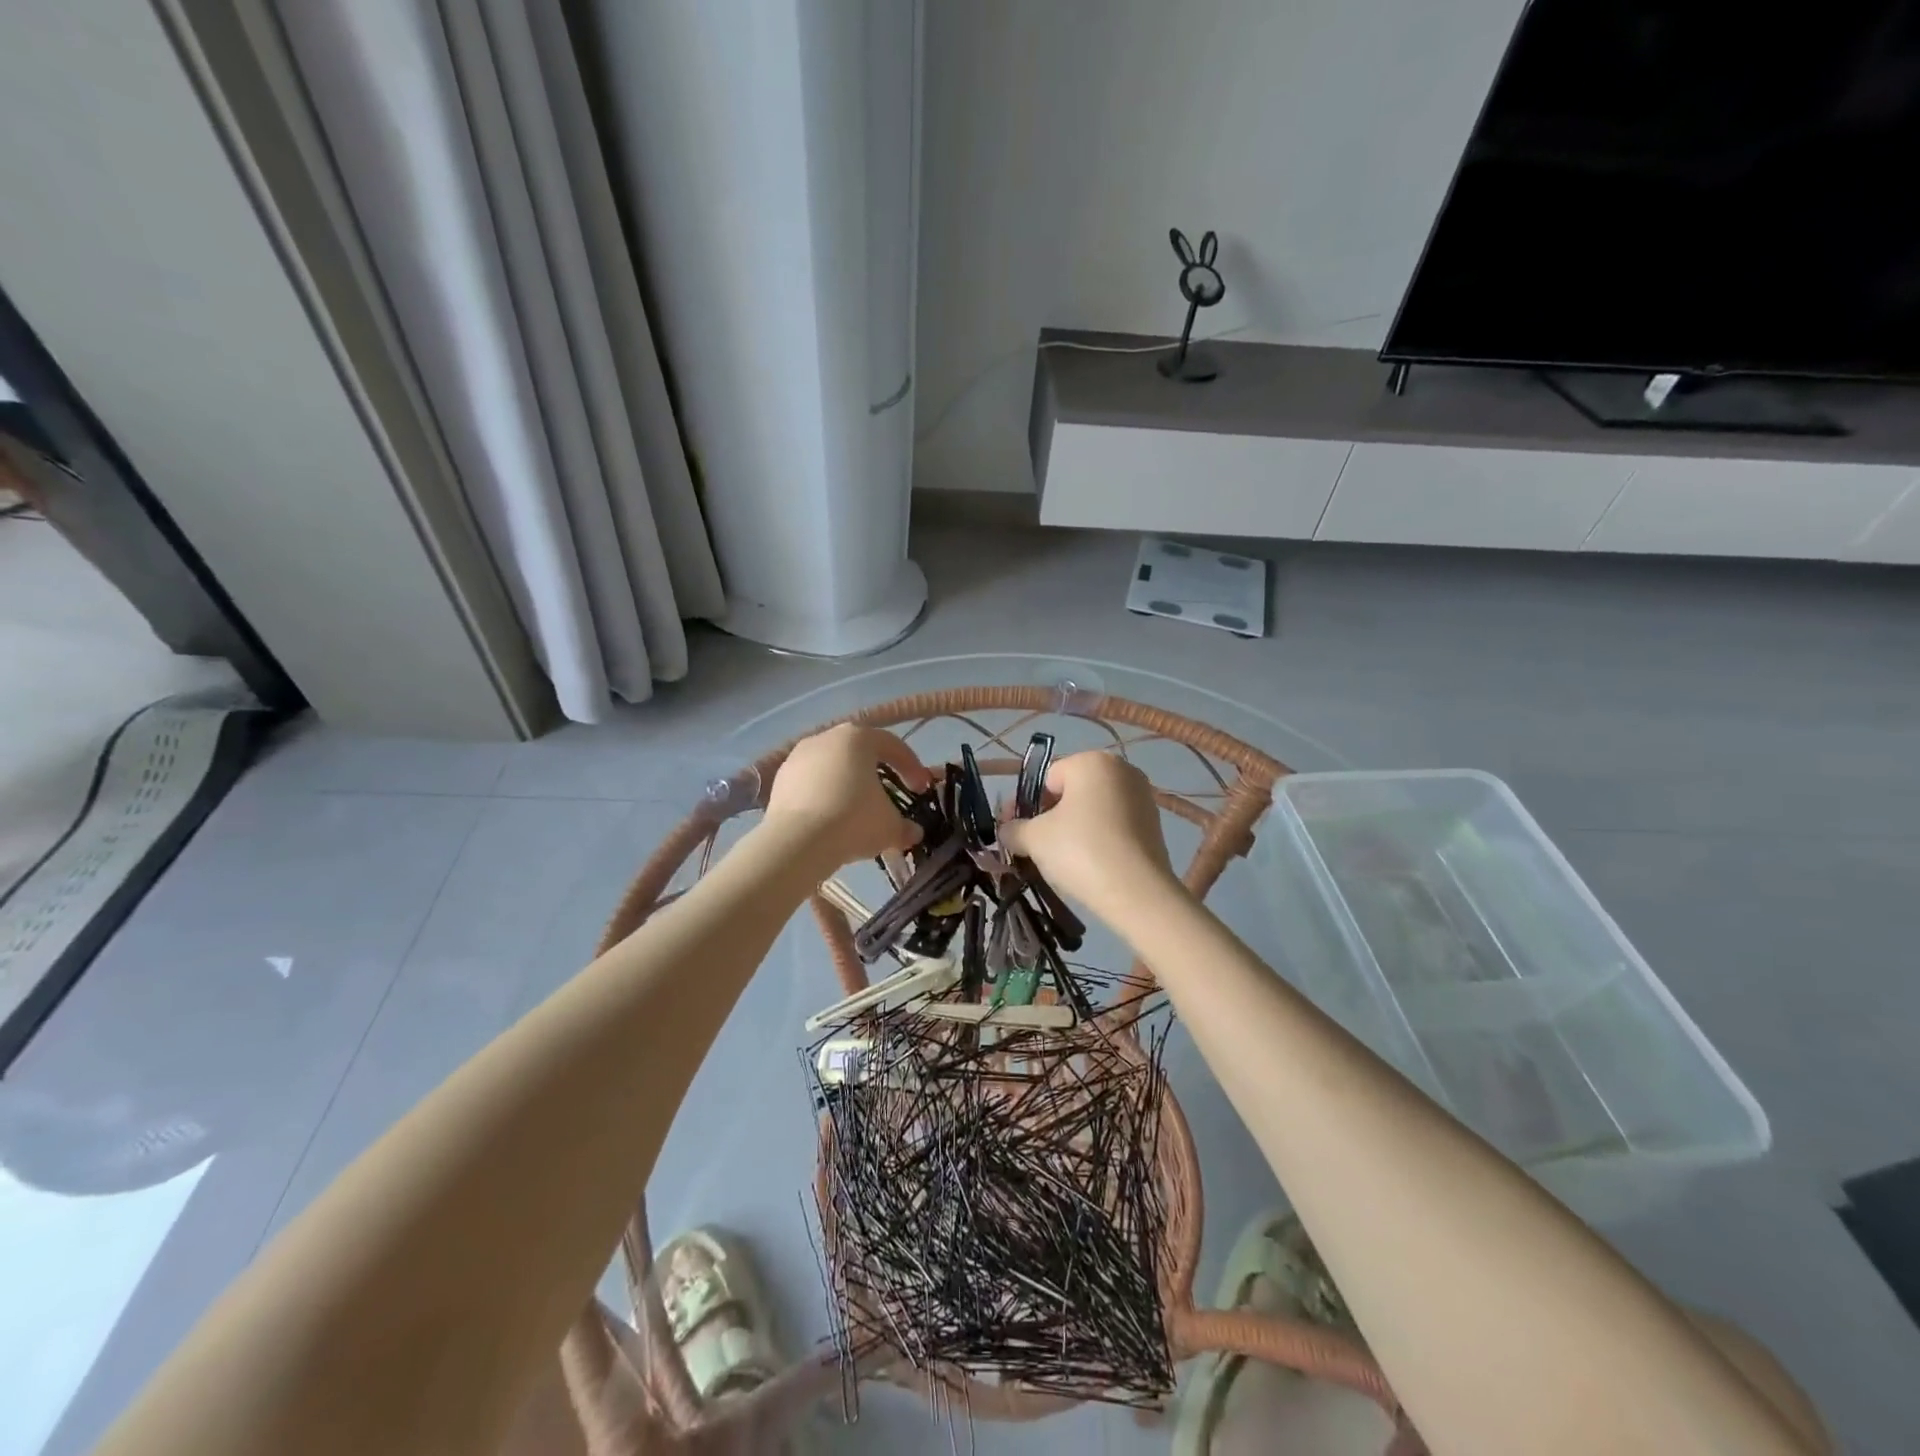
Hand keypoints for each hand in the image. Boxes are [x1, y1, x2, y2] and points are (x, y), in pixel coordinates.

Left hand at [762, 724, 930, 868]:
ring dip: (848, 785)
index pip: (894, 746)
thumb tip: (913, 832)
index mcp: (858, 737)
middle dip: (877, 774)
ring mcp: (798, 756)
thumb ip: (904, 826)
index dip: (912, 767)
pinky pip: (811, 783)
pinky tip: (830, 818)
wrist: (797, 842)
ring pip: (833, 767)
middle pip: (860, 752)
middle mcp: (827, 737)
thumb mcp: (890, 826)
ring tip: (857, 810)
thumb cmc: (853, 820)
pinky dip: (824, 796)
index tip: (921, 789)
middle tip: (889, 796)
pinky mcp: (779, 779)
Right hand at [997, 752, 1178, 918]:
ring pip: (1094, 810)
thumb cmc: (1080, 851)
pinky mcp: (1155, 824)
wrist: (1137, 893)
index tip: (1014, 831)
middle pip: (1072, 792)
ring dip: (1074, 828)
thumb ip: (1013, 829)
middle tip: (1034, 846)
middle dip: (1050, 816)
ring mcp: (1142, 797)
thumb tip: (1006, 831)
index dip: (1026, 805)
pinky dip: (1098, 839)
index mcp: (1092, 761)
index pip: (1047, 778)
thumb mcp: (1034, 839)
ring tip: (1061, 860)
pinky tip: (1089, 865)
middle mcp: (1122, 770)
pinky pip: (1114, 826)